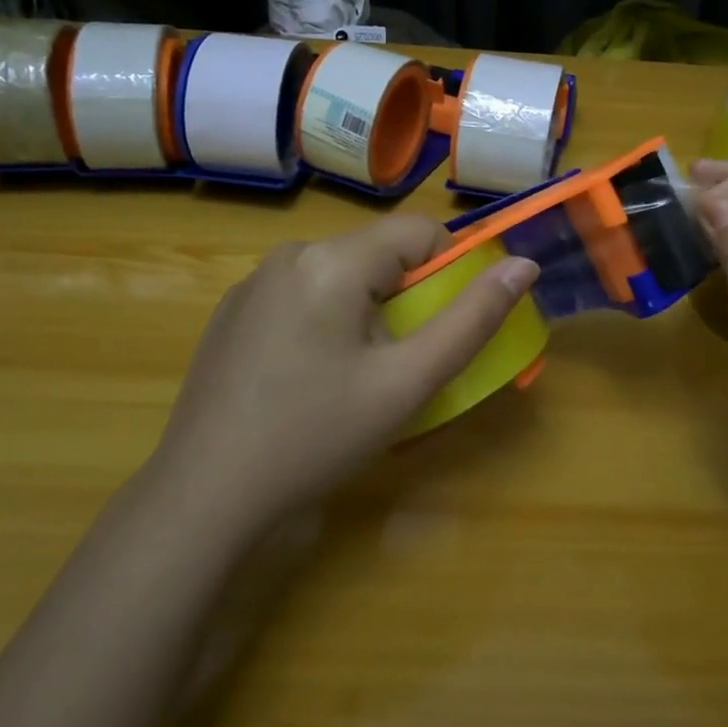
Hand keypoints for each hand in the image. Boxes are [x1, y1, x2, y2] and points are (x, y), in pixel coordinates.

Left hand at [150, 215, 537, 529]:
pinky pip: (303, 295)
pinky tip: (308, 379)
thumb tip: (523, 264)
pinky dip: (326, 321)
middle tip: (401, 365)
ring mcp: (253, 283)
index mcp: (332, 260)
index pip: (418, 231)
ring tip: (356, 378)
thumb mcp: (407, 382)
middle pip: (378, 254)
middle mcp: (289, 254)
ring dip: (367, 311)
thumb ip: (472, 319)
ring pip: (340, 276)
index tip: (448, 325)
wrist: (204, 495)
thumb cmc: (316, 435)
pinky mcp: (232, 312)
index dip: (451, 269)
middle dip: (406, 298)